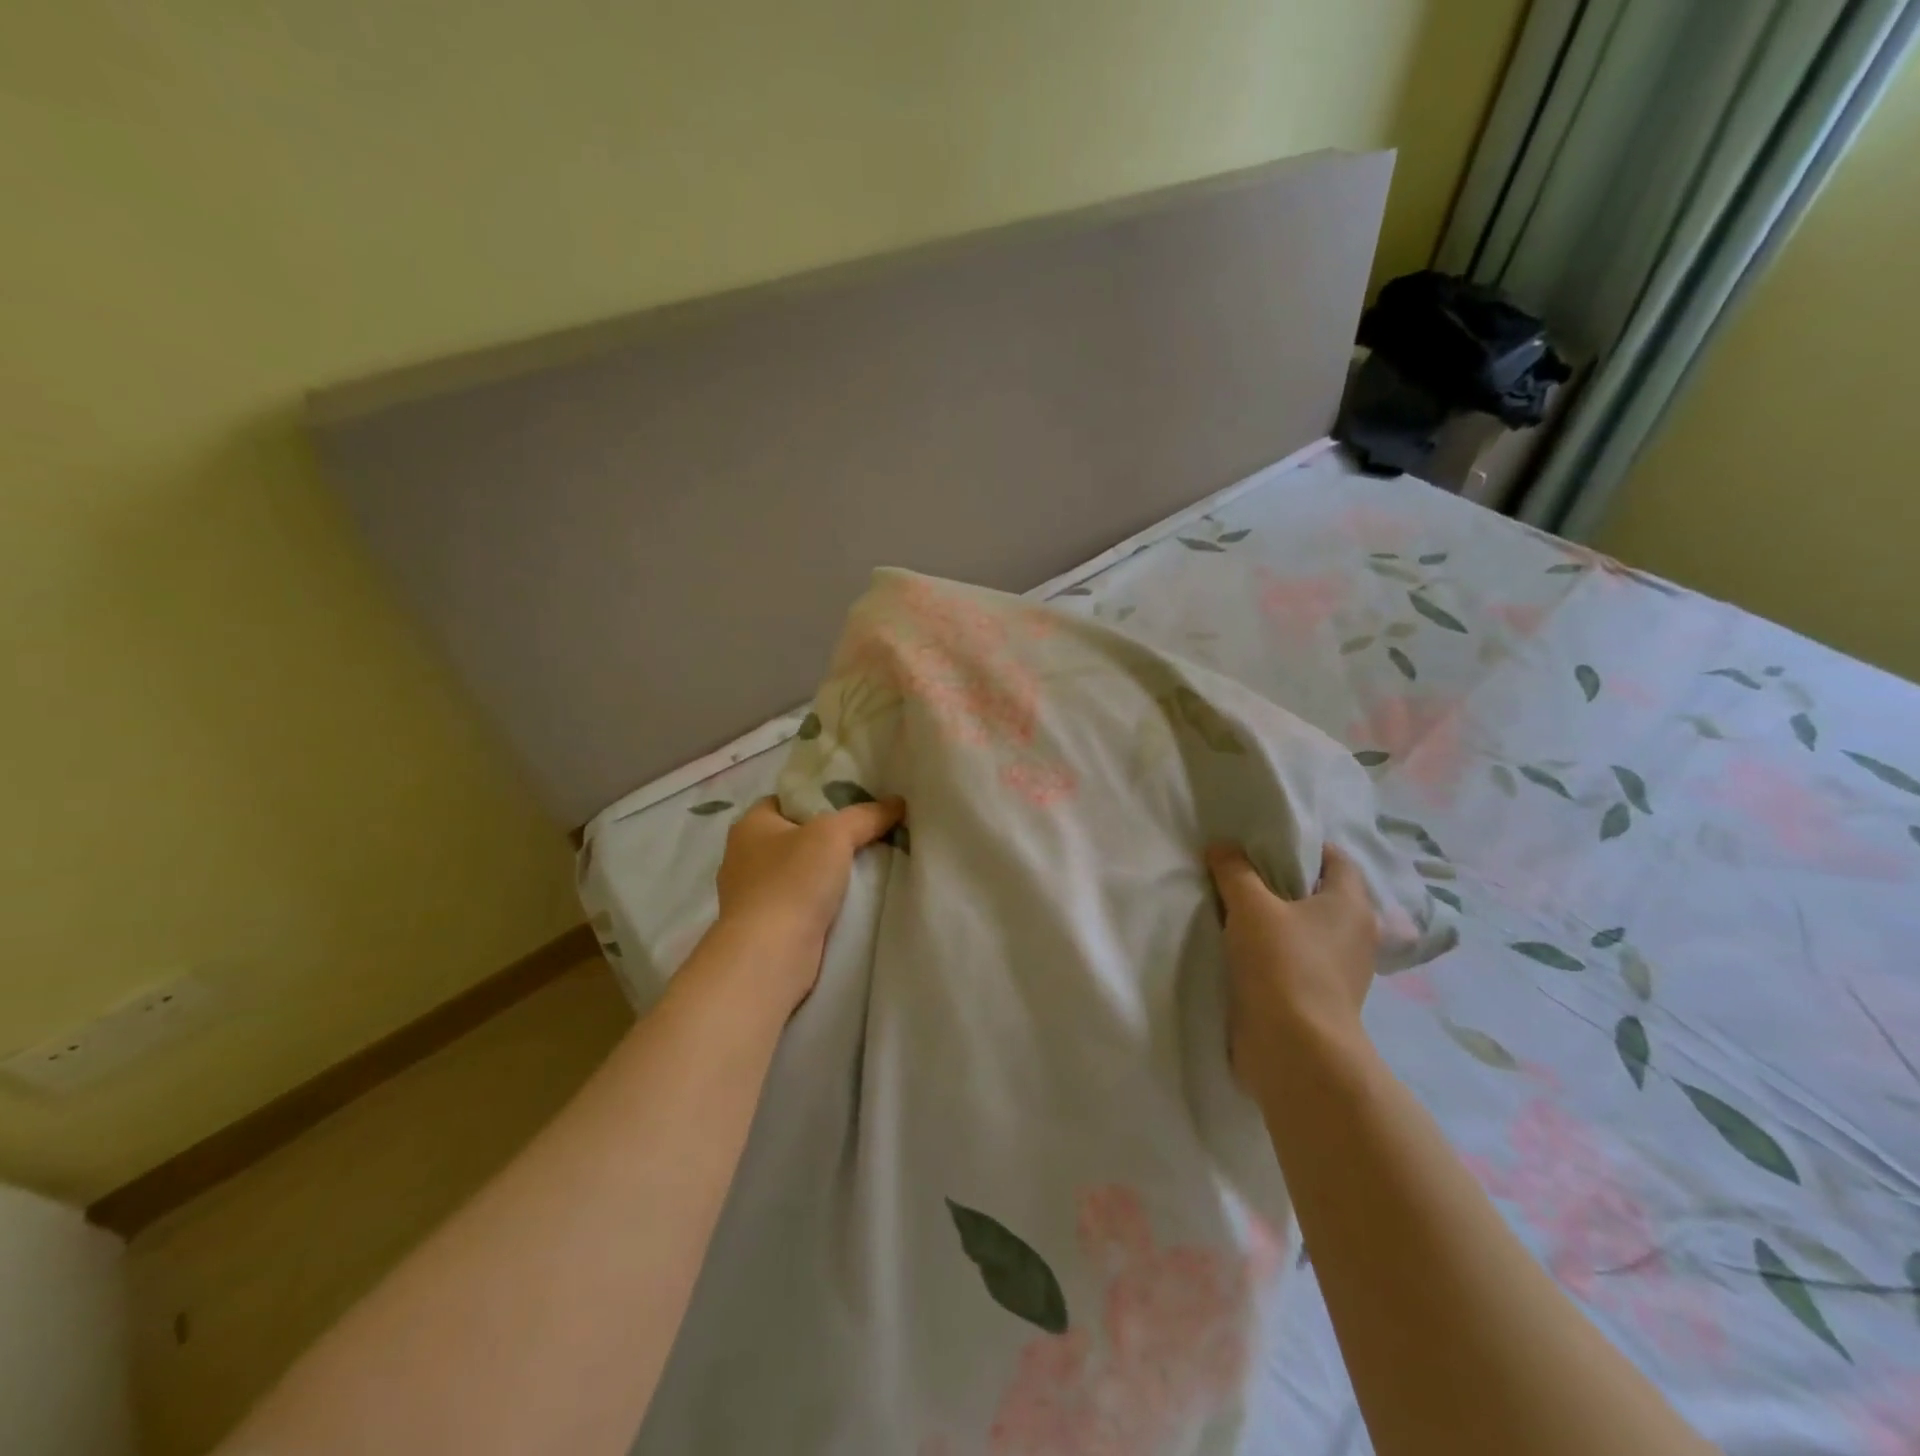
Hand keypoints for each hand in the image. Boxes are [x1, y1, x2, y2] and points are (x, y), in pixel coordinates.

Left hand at [712, 796, 905, 1009]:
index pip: (786, 799)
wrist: (769, 955)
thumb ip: (867, 815)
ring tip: (864, 869)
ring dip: (823, 874)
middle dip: (826, 838)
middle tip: (867, 835)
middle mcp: (743, 856)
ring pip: (796, 872)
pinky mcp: (762, 926)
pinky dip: (817, 902)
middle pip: (793, 836)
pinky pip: (796, 902)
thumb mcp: (836, 834)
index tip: (852, 805)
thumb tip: (897, 802)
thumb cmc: (794, 881)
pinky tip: (845, 903)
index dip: (818, 798)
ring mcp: (749, 894)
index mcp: (750, 825)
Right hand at [1206, 842, 1378, 1096]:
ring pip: (1303, 928)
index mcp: (1351, 905)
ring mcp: (1339, 970)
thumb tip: (1222, 847)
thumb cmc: (1283, 965)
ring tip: (1232, 908)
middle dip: (1280, 881)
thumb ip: (1235, 871)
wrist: (1296, 1052)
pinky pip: (1293, 958)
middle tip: (1239, 871)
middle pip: (1317, 893)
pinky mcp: (1318, 997)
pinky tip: (1238, 947)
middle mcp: (1354, 934)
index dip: (1302, 845)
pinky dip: (1271, 950)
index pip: (1335, 859)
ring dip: (1273, 919)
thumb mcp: (1251, 906)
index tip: (1262, 842)